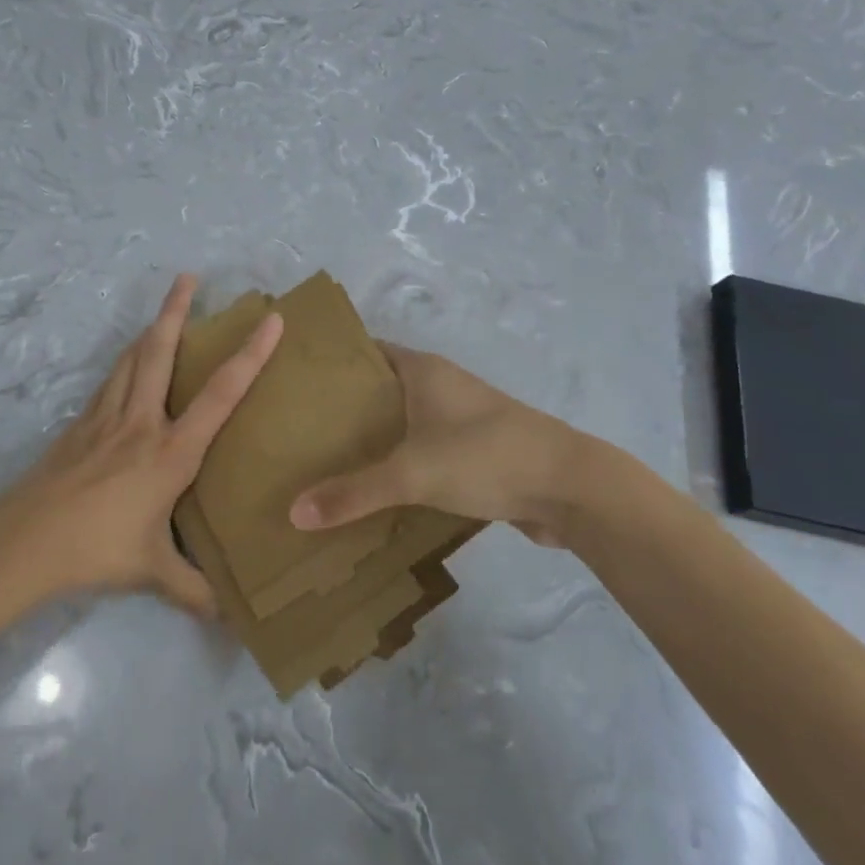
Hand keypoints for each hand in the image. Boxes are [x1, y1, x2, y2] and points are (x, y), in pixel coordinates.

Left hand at [0, 274, 282, 613]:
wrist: (25, 541)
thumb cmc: (97, 549)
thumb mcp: (152, 572)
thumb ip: (194, 591)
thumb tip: (232, 622)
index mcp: (171, 451)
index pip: (221, 394)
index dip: (250, 355)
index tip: (271, 320)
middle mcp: (141, 422)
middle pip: (161, 352)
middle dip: (177, 310)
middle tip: (189, 276)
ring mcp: (106, 418)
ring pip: (132, 358)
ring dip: (151, 328)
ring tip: (164, 308)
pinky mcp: (80, 424)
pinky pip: (111, 380)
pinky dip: (126, 361)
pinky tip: (128, 363)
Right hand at [288, 344, 671, 548]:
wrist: (570, 487)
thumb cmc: (485, 457)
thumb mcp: (412, 474)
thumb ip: (353, 493)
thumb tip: (293, 513)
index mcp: (423, 370)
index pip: (366, 351)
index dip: (332, 362)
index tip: (293, 380)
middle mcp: (440, 385)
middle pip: (381, 389)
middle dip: (344, 408)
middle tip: (298, 429)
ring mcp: (460, 419)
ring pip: (403, 422)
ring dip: (373, 439)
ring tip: (324, 461)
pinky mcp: (475, 451)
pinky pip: (423, 450)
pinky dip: (399, 464)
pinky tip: (374, 490)